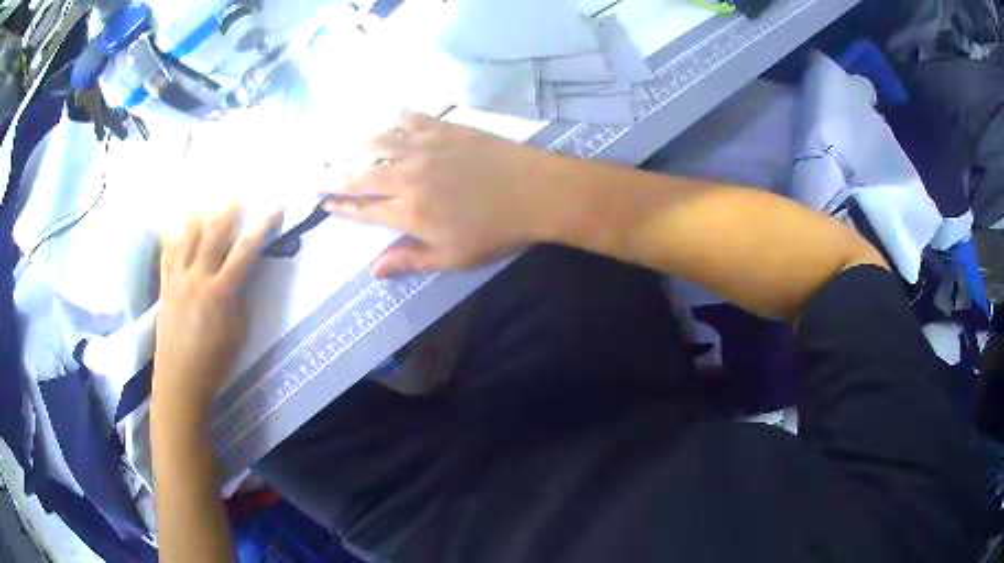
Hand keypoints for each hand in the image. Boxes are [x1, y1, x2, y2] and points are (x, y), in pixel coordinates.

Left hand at [154, 206, 278, 418]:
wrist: (180, 378)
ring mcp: (177, 278)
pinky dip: (173, 232)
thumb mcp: (238, 330)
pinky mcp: (165, 284)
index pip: (244, 251)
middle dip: (228, 210)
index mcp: (221, 293)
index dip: (261, 227)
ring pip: (188, 236)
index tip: (274, 207)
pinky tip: (177, 220)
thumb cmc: (215, 361)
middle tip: (239, 193)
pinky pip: (167, 250)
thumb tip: (242, 272)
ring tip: (208, 197)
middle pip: (213, 234)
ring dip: (200, 213)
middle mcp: (197, 278)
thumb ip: (240, 296)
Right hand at [323, 113, 562, 276]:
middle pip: (359, 174)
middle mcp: (406, 176)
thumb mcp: (453, 257)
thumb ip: (410, 260)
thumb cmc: (496, 231)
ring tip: (334, 146)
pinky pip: (407, 118)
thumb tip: (373, 272)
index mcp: (408, 212)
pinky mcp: (443, 127)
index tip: (323, 203)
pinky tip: (380, 119)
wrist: (536, 191)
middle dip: (332, 175)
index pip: (362, 210)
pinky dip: (389, 119)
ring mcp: (423, 147)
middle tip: (314, 173)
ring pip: (376, 142)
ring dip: (351, 145)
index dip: (339, 207)